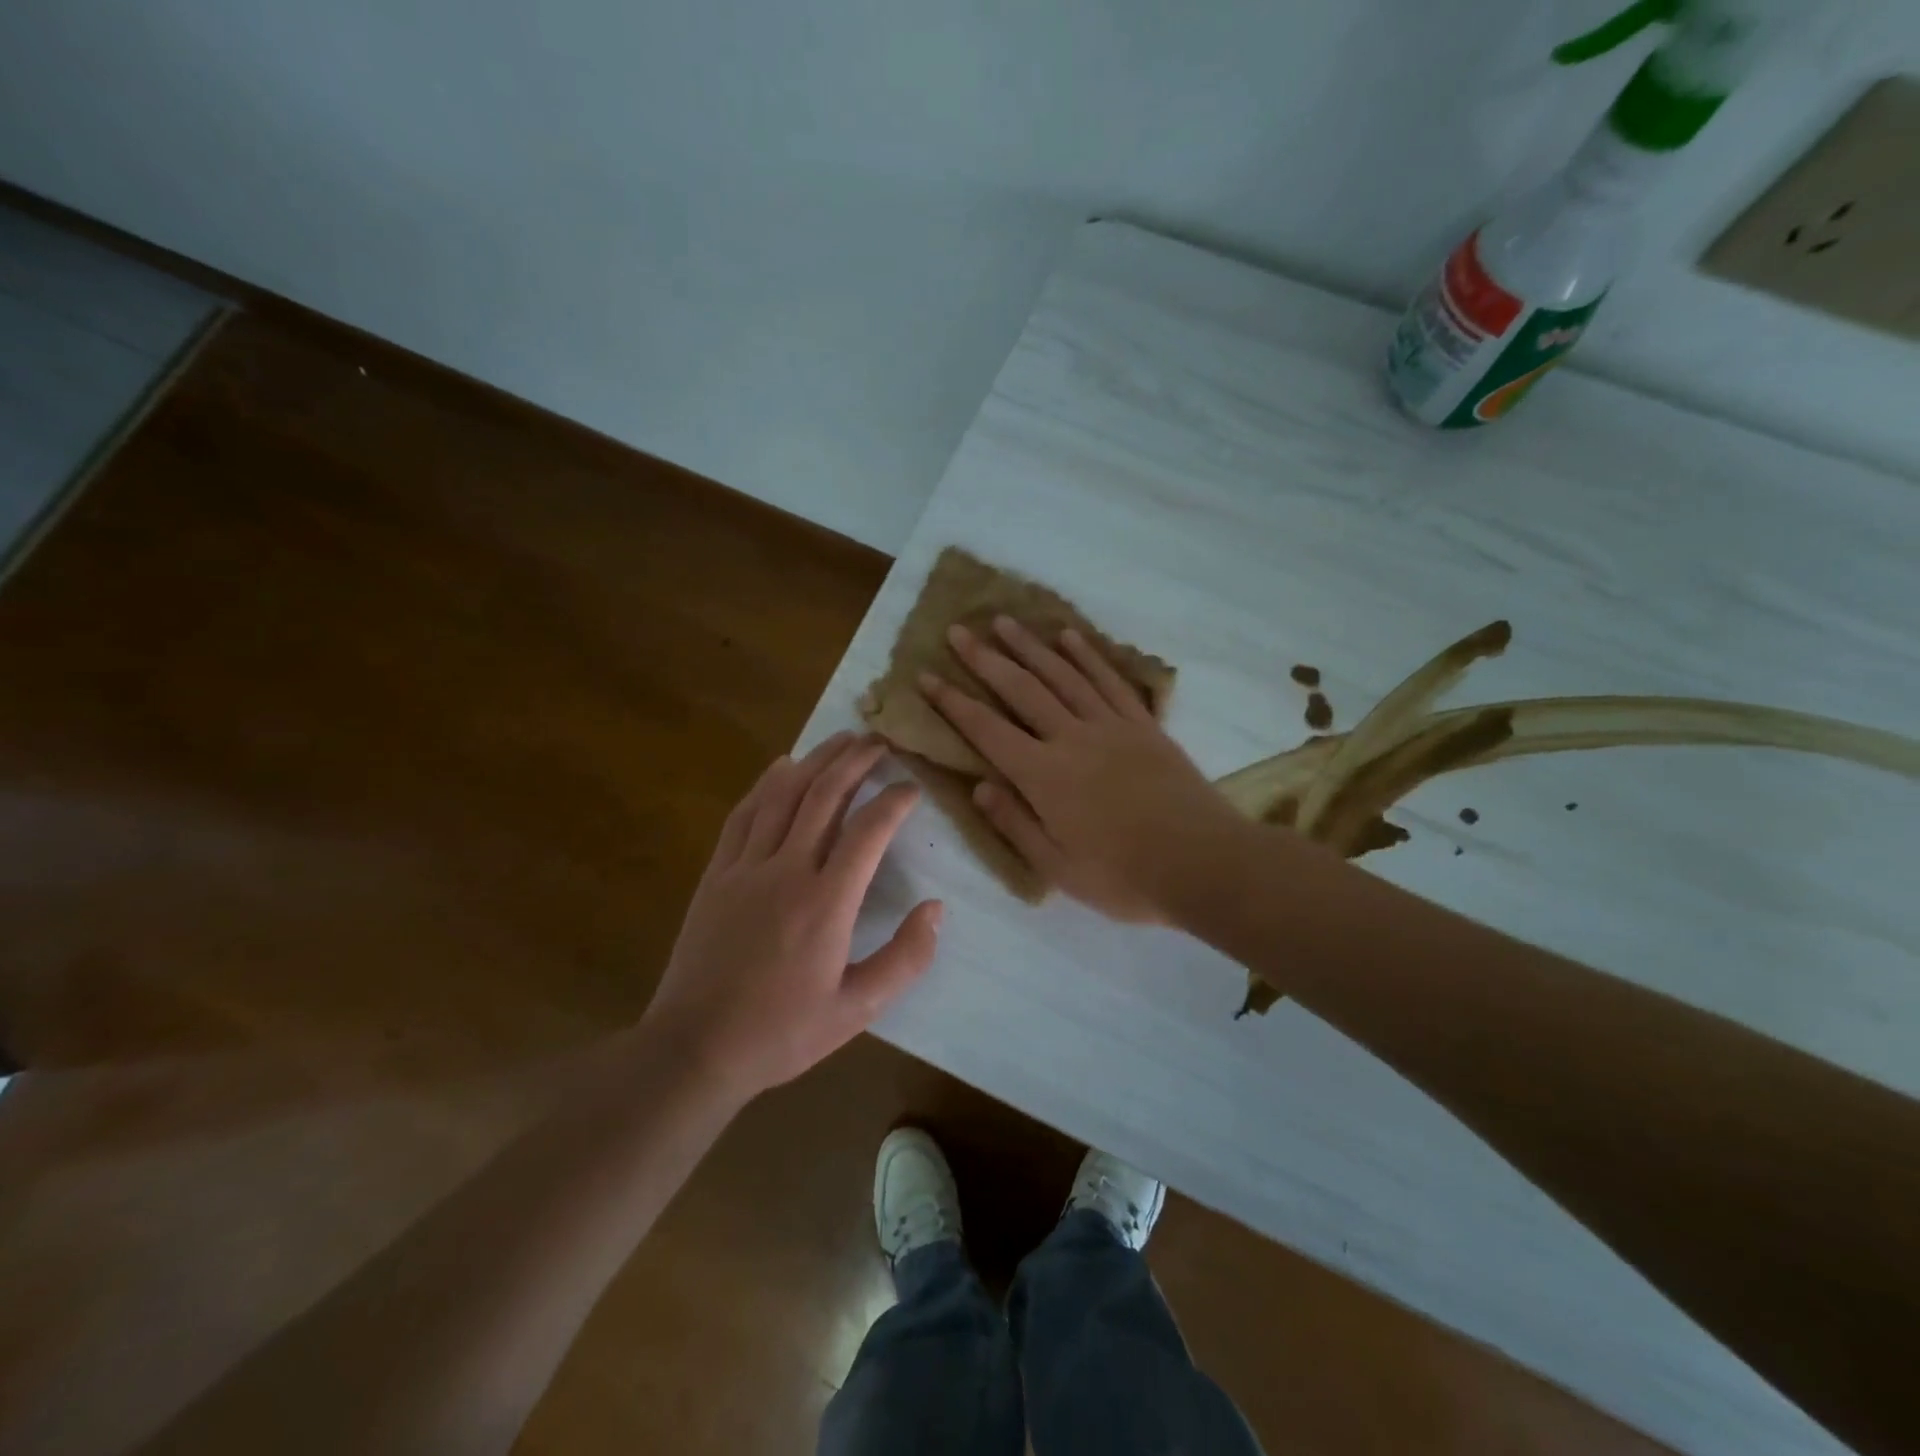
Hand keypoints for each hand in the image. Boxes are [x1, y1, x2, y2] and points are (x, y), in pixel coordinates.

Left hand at [643, 733, 942, 1097]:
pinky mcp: (716, 874)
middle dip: (856, 761)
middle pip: (824, 796)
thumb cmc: (782, 1032)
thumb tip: (937, 909)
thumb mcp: (858, 1009)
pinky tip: (781, 765)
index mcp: (827, 902)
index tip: (912, 787)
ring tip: (841, 738)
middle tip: (879, 741)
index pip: (869, 831)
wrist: (696, 1048)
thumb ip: (905, 959)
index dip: (894, 801)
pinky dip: (765, 784)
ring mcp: (745, 868)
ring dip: (815, 760)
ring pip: (783, 795)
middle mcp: (787, 870)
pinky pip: (743, 815)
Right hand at [918, 617, 1249, 923]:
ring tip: (1004, 621)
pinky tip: (1068, 637)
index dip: (952, 702)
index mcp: (1043, 776)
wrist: (1203, 863)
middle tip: (958, 631)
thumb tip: (978, 785)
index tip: (926, 677)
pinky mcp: (1142, 725)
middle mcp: (1071, 738)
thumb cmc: (1124, 877)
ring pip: (1062, 674)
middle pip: (1020, 689)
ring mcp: (1110, 726)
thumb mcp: (1057, 867)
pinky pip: (1108, 680)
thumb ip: (1014, 824)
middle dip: (985, 658)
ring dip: (1030, 646)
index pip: (986, 730)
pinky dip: (1086, 655)